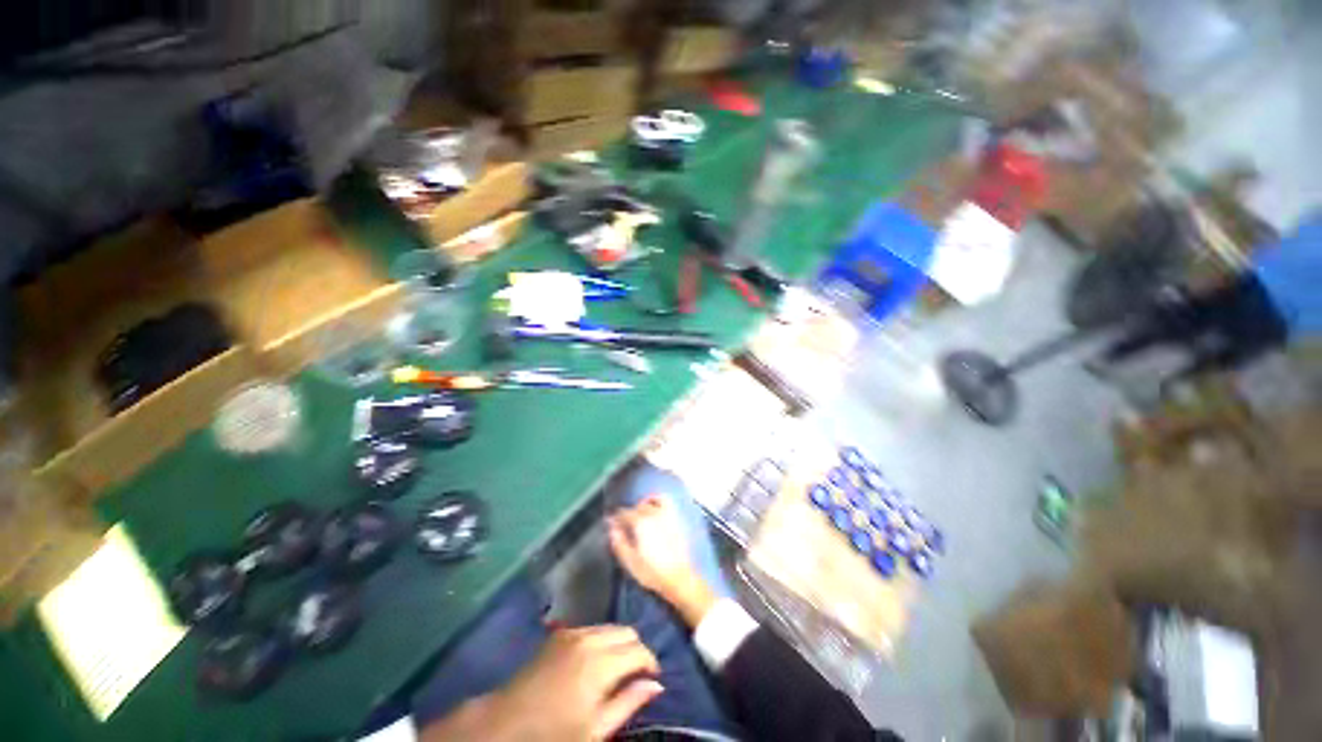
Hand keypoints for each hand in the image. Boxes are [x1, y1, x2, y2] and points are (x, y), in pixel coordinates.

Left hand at [421, 626, 661, 741]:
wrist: (505, 723)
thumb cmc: (553, 734)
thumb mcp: (595, 730)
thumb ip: (628, 703)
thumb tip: (656, 686)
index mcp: (601, 663)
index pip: (639, 650)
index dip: (651, 663)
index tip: (653, 680)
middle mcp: (590, 638)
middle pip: (627, 632)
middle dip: (637, 650)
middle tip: (636, 676)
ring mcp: (573, 632)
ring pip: (611, 627)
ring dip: (620, 643)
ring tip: (618, 669)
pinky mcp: (561, 634)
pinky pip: (593, 628)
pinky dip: (603, 640)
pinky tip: (597, 662)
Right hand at [608, 495, 717, 627]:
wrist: (679, 577)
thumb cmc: (652, 572)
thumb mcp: (630, 562)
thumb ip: (619, 542)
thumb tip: (612, 528)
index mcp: (640, 524)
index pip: (623, 514)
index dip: (615, 518)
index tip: (610, 524)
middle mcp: (653, 514)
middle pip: (636, 508)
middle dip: (627, 514)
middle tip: (623, 525)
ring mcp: (665, 514)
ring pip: (650, 501)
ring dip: (641, 505)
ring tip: (638, 514)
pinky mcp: (675, 518)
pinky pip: (665, 501)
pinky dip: (657, 499)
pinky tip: (654, 507)